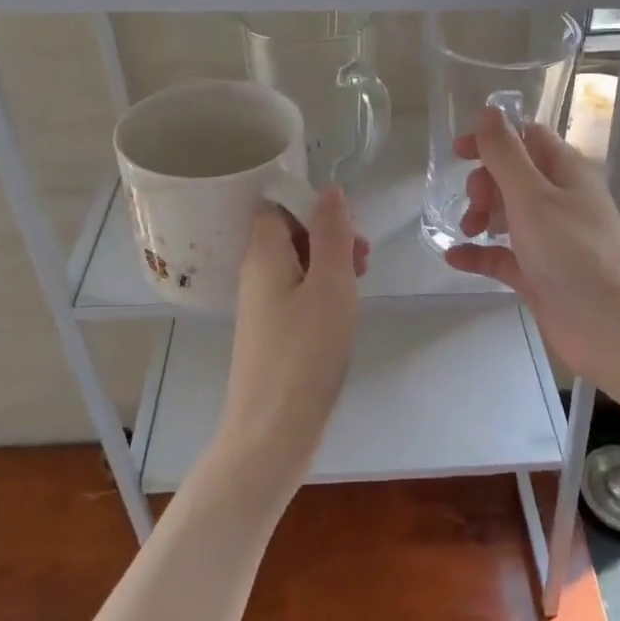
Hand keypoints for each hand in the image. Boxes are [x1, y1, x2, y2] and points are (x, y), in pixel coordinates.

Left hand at [215, 188, 366, 494]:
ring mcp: (262, 305)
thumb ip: (331, 233)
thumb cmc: (305, 352)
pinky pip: (297, 292)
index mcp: (264, 254)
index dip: (312, 204)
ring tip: (362, 280)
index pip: (277, 205)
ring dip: (330, 263)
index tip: (347, 224)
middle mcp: (256, 273)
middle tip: (363, 257)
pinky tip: (344, 309)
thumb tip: (329, 190)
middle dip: (328, 234)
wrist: (273, 430)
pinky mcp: (272, 332)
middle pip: (289, 232)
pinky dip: (322, 290)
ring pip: (297, 264)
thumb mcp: (330, 284)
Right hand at [442, 106, 619, 392]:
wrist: (612, 329)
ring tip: (468, 231)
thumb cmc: (574, 254)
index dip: (492, 139)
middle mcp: (559, 199)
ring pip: (506, 213)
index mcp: (565, 171)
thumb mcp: (533, 197)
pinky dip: (479, 253)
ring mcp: (549, 238)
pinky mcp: (539, 273)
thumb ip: (506, 154)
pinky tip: (454, 258)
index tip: (458, 154)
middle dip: (484, 183)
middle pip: (512, 175)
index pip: (526, 137)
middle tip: (475, 205)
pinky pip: (502, 255)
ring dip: (480, 215)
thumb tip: (488, 110)